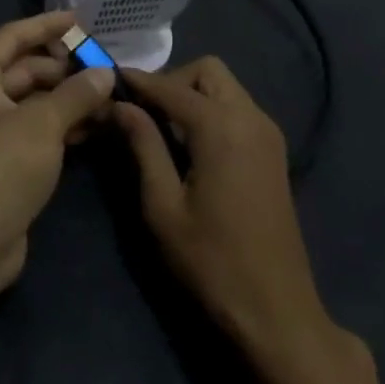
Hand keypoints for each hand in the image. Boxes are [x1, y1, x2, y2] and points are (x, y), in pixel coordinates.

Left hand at [0, 10, 115, 300]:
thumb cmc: (2, 166)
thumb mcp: (43, 123)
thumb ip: (76, 93)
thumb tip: (104, 73)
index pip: (14, 36)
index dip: (47, 25)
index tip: (81, 19)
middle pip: (26, 68)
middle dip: (65, 67)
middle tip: (105, 66)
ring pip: (35, 101)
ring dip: (69, 97)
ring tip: (109, 97)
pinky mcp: (6, 160)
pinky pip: (38, 129)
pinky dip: (63, 124)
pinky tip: (95, 127)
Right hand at [114, 58, 353, 383]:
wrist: (277, 312)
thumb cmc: (212, 261)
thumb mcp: (163, 205)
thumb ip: (143, 145)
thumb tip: (120, 105)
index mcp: (222, 127)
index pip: (170, 87)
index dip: (137, 82)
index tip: (108, 81)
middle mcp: (250, 118)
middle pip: (207, 71)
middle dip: (172, 81)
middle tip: (143, 112)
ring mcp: (268, 134)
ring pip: (225, 87)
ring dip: (192, 94)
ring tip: (161, 127)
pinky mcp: (274, 152)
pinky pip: (237, 108)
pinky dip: (211, 110)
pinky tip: (190, 143)